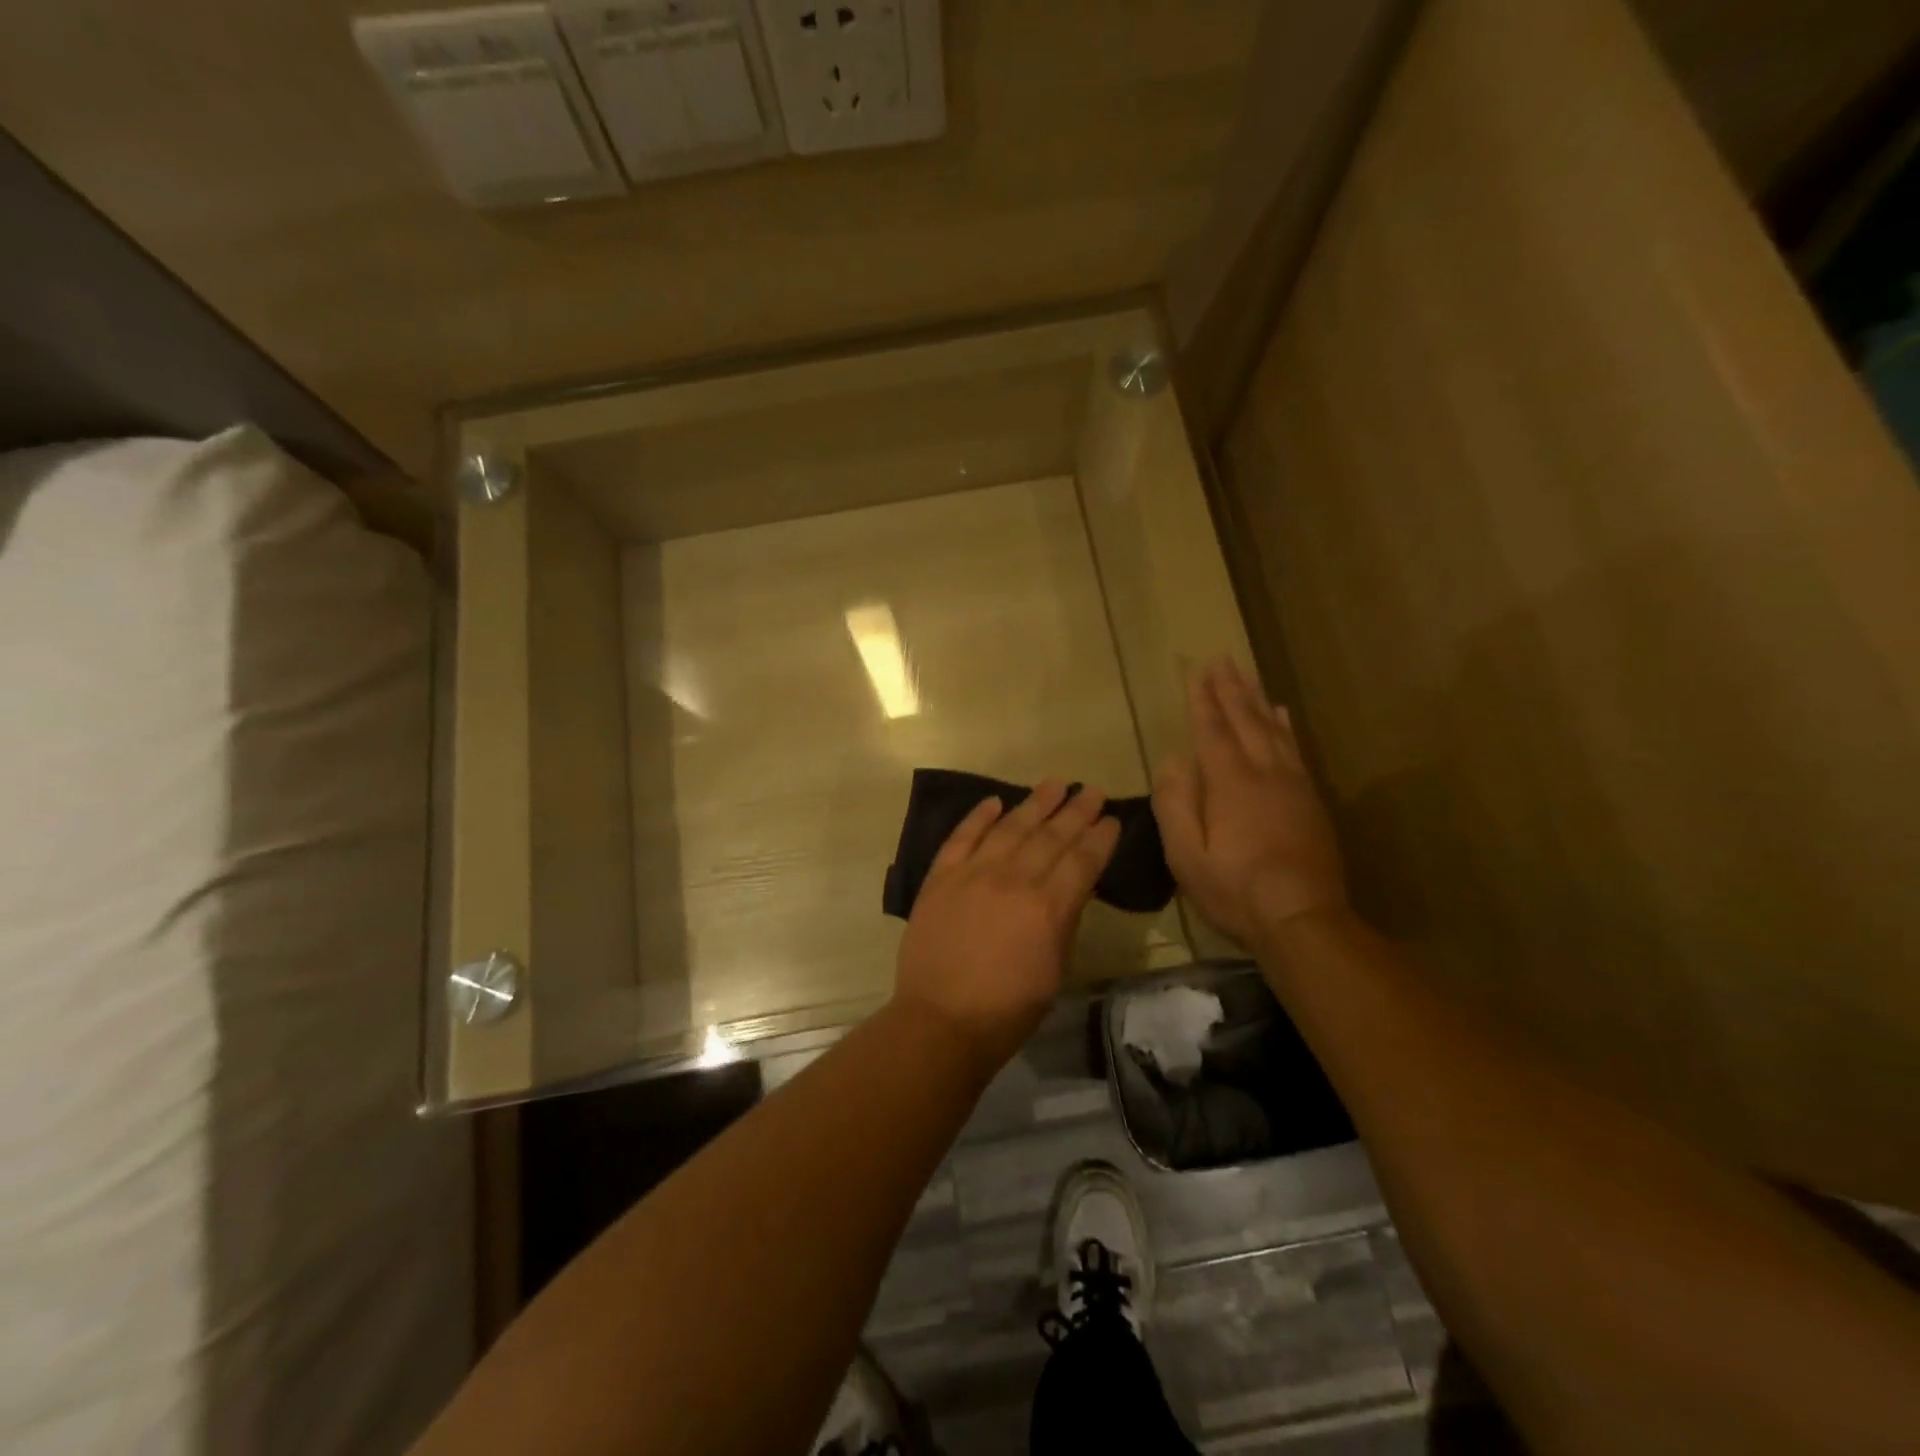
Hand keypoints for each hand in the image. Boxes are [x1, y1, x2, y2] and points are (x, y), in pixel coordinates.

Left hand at [893, 780, 1120, 1071]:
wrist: (941, 1021)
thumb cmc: (1007, 1010)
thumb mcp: (1054, 971)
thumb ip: (1064, 922)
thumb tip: (1071, 889)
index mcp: (1047, 908)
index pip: (1082, 861)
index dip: (1100, 837)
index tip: (1112, 818)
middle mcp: (1013, 880)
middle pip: (1051, 836)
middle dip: (1076, 811)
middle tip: (1092, 790)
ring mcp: (973, 873)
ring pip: (1010, 827)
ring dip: (1035, 802)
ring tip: (1055, 783)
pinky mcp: (941, 877)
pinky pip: (962, 837)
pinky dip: (979, 817)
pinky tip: (995, 801)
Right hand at [1152, 659, 1346, 946]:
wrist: (1302, 918)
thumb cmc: (1234, 889)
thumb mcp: (1186, 855)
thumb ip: (1175, 804)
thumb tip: (1173, 761)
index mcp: (1230, 784)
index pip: (1213, 731)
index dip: (1204, 700)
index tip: (1198, 672)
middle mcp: (1265, 773)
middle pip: (1247, 721)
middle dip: (1232, 689)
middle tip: (1223, 660)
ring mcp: (1293, 785)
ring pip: (1274, 730)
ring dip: (1258, 700)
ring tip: (1248, 676)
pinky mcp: (1311, 800)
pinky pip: (1296, 749)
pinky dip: (1286, 726)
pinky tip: (1282, 715)